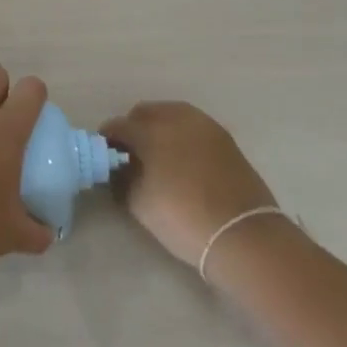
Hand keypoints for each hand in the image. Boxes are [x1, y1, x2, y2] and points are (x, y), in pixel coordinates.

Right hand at [99, 102, 278, 267]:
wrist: (243, 234)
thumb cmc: (182, 217)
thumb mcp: (138, 202)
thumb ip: (122, 178)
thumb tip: (119, 167)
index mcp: (151, 130)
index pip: (118, 126)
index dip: (106, 140)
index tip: (104, 158)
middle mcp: (178, 118)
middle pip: (145, 112)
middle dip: (133, 128)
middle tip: (129, 155)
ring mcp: (206, 126)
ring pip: (173, 115)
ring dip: (159, 129)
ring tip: (157, 157)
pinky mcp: (226, 139)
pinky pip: (194, 128)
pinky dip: (182, 137)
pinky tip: (182, 161)